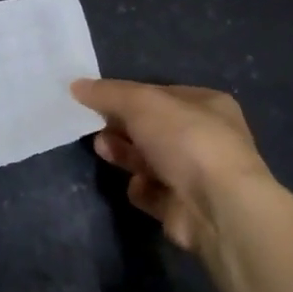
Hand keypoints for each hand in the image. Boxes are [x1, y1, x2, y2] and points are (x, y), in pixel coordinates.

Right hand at [70, 79, 271, 253]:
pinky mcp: (183, 206)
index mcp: (208, 105)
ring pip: (149, 159)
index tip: (98, 100)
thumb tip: (76, 85)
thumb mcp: (142, 103)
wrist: (216, 206)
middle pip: (152, 128)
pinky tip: (137, 185)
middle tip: (97, 127)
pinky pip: (152, 192)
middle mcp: (206, 138)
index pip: (161, 94)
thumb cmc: (185, 140)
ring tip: (102, 149)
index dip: (129, 95)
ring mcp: (196, 175)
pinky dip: (140, 188)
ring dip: (124, 154)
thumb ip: (108, 93)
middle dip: (122, 126)